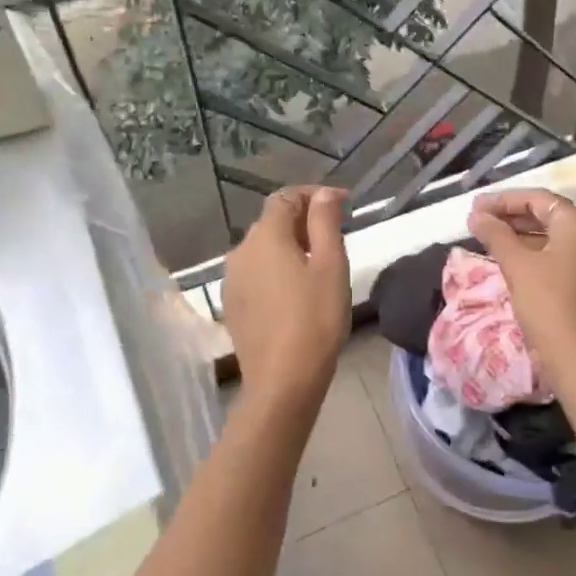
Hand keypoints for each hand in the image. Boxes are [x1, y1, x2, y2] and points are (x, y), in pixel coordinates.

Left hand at [223, 186, 351, 406]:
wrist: (282, 381)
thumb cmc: (315, 318)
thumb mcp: (331, 265)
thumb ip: (326, 222)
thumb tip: (325, 194)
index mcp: (266, 236)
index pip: (285, 197)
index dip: (314, 195)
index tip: (343, 205)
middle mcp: (241, 251)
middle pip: (272, 222)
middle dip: (303, 221)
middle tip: (336, 237)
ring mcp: (233, 280)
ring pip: (263, 249)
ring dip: (289, 247)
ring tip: (318, 265)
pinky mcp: (233, 305)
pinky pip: (256, 274)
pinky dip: (276, 270)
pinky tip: (295, 291)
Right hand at [467, 189, 575, 388]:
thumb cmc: (547, 304)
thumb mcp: (516, 265)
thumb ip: (495, 234)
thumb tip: (476, 216)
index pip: (539, 199)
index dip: (504, 200)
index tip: (476, 207)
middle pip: (548, 216)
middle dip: (511, 216)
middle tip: (478, 220)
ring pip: (552, 239)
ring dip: (520, 235)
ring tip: (488, 238)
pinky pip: (559, 258)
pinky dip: (534, 254)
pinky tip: (510, 260)